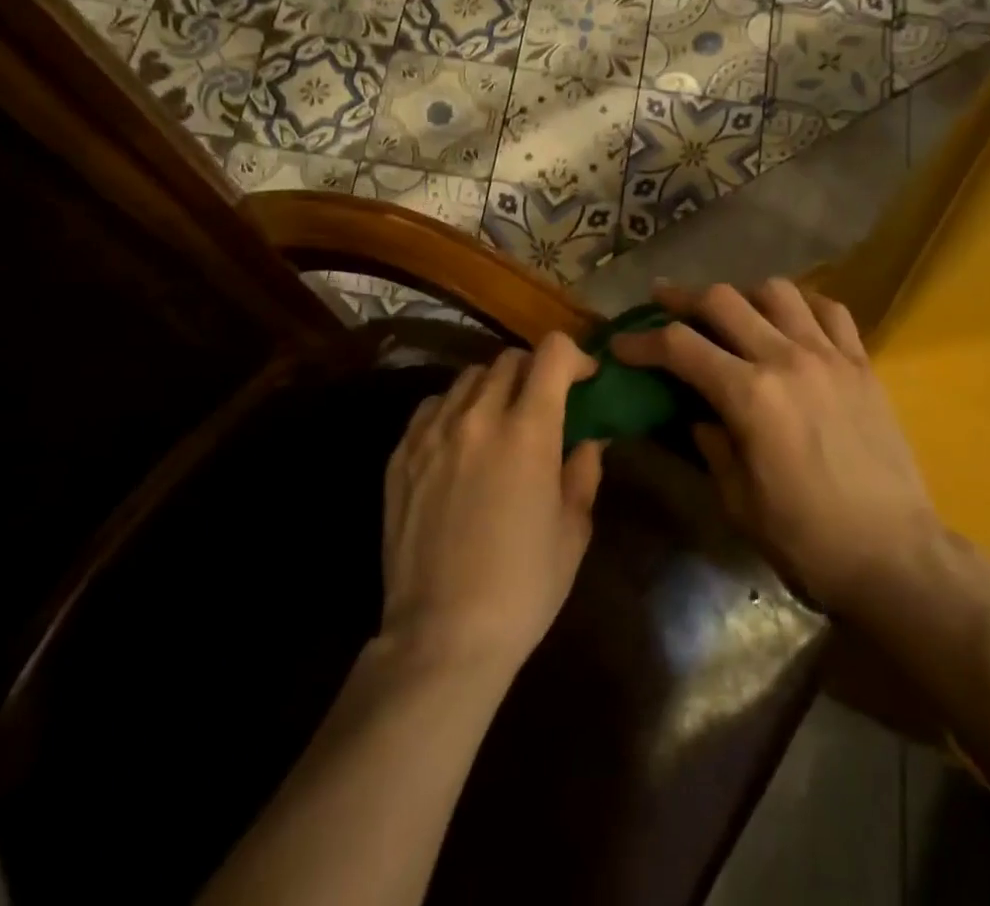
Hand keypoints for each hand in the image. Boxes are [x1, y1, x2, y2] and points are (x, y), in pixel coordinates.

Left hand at [380, 334, 604, 677]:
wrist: (442, 636)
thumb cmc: (522, 587)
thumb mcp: (572, 531)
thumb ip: (583, 473)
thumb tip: (588, 441)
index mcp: (528, 431)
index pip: (552, 354)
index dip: (574, 356)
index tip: (584, 378)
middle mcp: (478, 417)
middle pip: (509, 359)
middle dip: (535, 371)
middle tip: (543, 403)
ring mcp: (433, 433)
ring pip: (468, 377)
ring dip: (493, 388)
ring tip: (499, 420)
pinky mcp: (401, 454)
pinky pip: (432, 406)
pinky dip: (454, 409)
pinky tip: (459, 441)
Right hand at [611, 279, 941, 618]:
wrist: (896, 557)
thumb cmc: (807, 539)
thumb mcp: (739, 501)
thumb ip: (711, 444)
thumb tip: (698, 413)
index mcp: (750, 396)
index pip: (680, 347)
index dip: (642, 341)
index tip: (621, 344)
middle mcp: (787, 359)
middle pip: (723, 301)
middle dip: (682, 298)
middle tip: (661, 301)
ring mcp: (830, 355)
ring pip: (777, 291)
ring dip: (743, 295)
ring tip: (732, 311)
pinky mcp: (863, 364)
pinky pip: (831, 310)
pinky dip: (803, 304)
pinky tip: (792, 319)